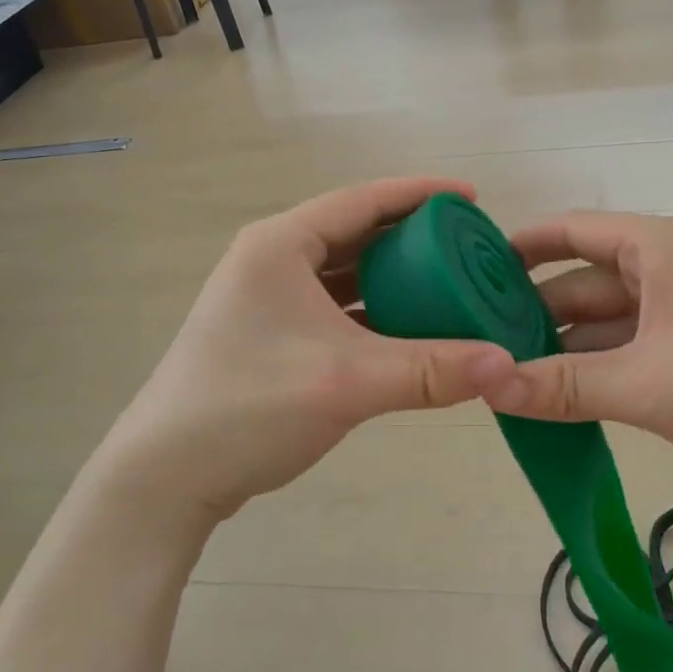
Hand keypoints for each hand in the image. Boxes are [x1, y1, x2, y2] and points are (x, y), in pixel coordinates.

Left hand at [100, 178, 514, 524]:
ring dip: (395, 276)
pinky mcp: (273, 335)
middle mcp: (273, 260)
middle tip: (469, 247)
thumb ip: (431, 370)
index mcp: (281, 245)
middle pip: (356, 233)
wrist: (165, 477)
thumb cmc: (248, 408)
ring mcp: (269, 299)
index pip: (362, 200)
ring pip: (346, 273)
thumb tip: (507, 366)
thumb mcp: (346, 382)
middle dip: (414, 236)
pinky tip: (411, 326)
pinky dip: (374, 311)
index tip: (472, 200)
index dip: (421, 194)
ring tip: (450, 282)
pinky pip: (336, 307)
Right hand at [472, 212, 672, 497]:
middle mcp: (666, 266)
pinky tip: (560, 396)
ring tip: (508, 375)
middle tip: (479, 343)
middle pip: (582, 279)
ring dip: (564, 345)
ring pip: (605, 318)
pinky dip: (597, 366)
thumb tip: (486, 386)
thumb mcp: (647, 386)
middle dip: (533, 311)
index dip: (517, 248)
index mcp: (656, 248)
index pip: (569, 230)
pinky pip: (630, 346)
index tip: (467, 275)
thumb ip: (564, 386)